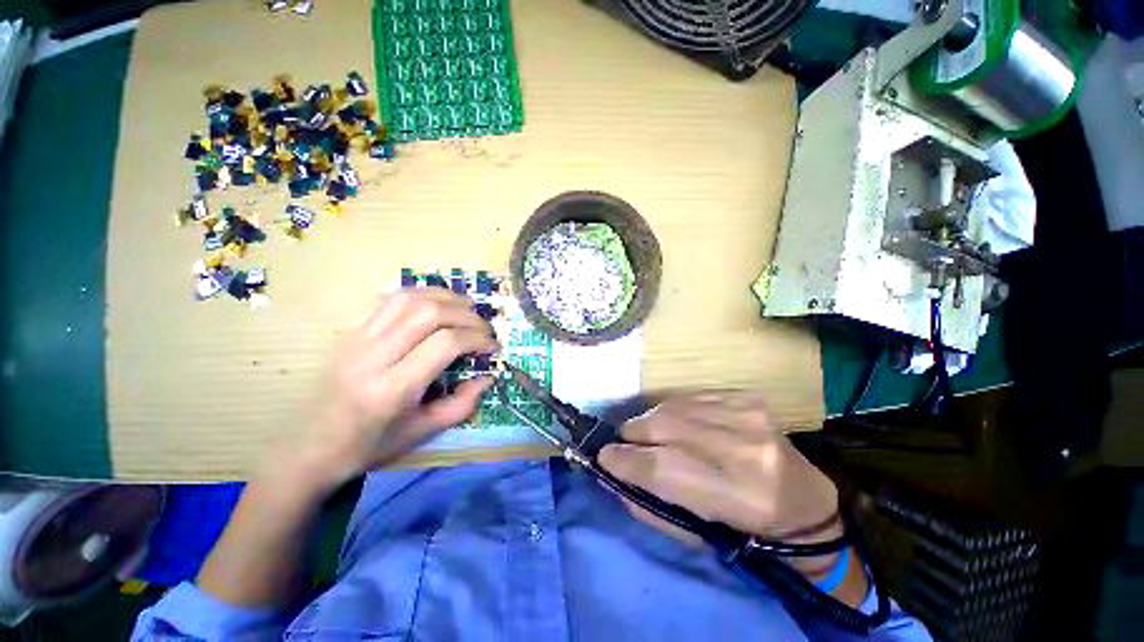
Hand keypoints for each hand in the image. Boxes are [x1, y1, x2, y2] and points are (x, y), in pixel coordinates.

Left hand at [288, 288, 499, 488]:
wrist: (311, 446)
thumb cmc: (370, 444)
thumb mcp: (423, 432)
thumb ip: (462, 404)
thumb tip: (488, 376)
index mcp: (393, 387)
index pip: (445, 343)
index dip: (477, 339)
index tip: (492, 347)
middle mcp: (374, 355)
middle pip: (429, 313)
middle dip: (467, 315)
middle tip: (483, 328)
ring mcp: (358, 338)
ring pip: (409, 298)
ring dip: (445, 297)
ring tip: (466, 309)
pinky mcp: (350, 330)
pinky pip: (388, 298)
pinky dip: (419, 293)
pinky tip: (435, 303)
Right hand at [598, 392, 839, 544]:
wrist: (801, 498)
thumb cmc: (744, 528)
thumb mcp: (695, 533)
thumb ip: (648, 503)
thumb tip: (609, 473)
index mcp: (739, 496)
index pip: (663, 467)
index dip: (625, 460)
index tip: (602, 457)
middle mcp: (745, 448)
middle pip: (664, 427)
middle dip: (632, 434)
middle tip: (622, 444)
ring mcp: (747, 415)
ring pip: (672, 407)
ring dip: (649, 421)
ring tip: (646, 435)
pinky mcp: (745, 398)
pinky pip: (689, 397)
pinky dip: (672, 410)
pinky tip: (674, 423)